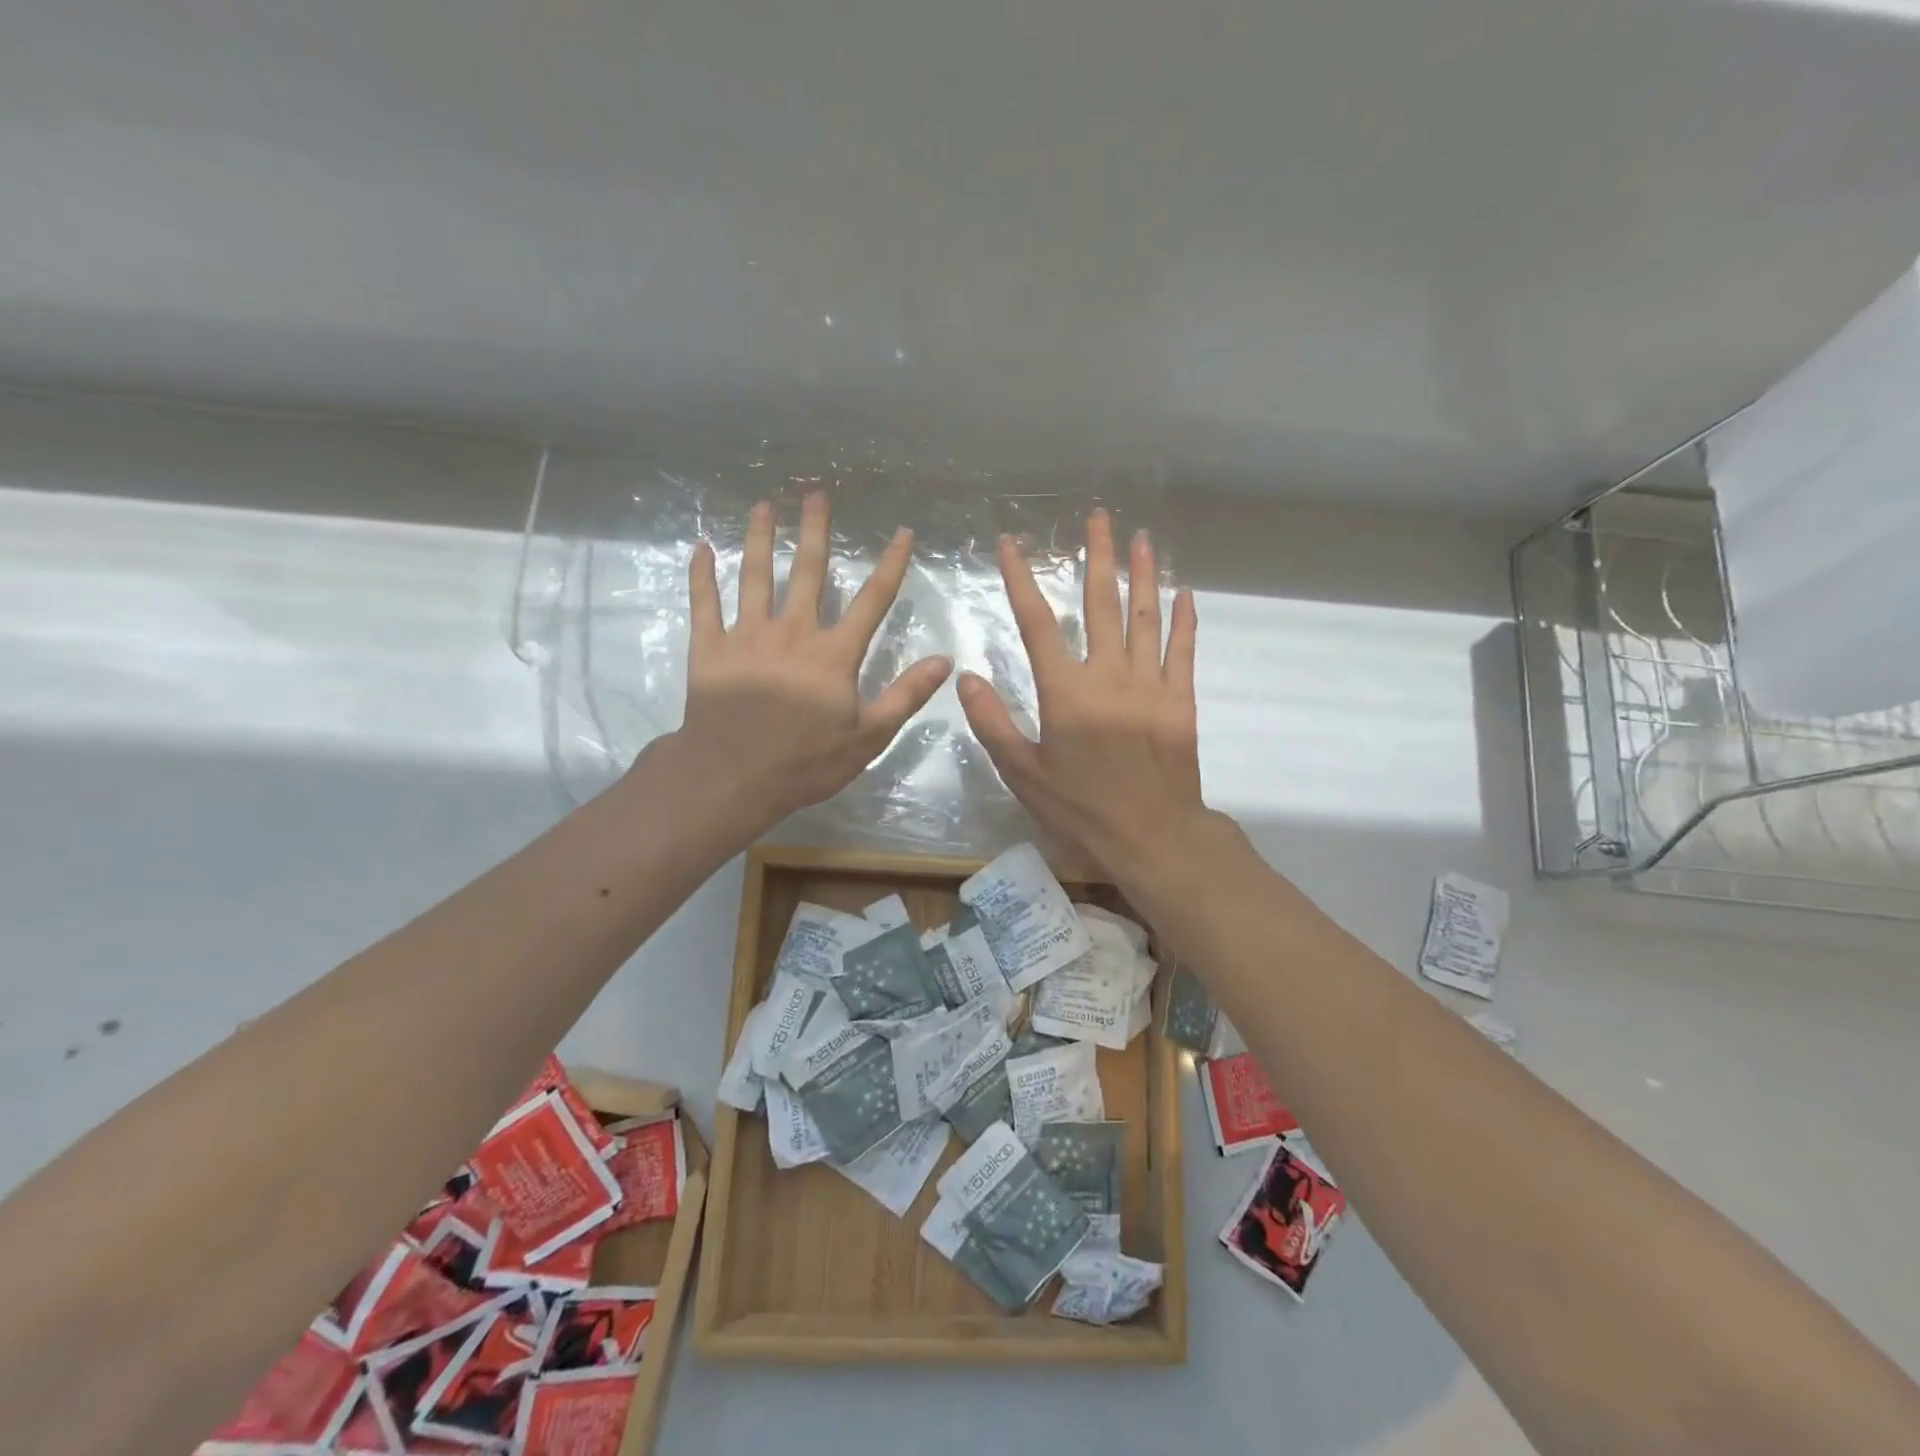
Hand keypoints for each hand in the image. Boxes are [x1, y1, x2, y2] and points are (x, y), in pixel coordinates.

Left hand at [660, 492, 951, 831]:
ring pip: (755, 576)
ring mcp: (747, 636)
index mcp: (833, 654)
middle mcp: (792, 632)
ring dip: (759, 538)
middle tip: (815, 493)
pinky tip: (701, 548)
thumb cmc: (805, 762)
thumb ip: (906, 695)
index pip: (872, 601)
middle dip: (814, 531)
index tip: (903, 532)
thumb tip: (944, 660)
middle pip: (806, 572)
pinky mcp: (710, 649)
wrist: (732, 777)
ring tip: (763, 505)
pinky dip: (702, 575)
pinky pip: (704, 604)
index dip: (891, 565)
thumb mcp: (868, 736)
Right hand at [959, 509, 1207, 887]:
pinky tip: (1184, 594)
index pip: (1037, 624)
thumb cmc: (1080, 809)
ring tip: (1141, 538)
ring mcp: (1150, 685)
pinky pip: (1182, 651)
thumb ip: (993, 723)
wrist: (1153, 837)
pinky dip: (1183, 621)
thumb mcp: (1023, 774)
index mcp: (1065, 693)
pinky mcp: (1180, 701)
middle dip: (1096, 557)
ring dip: (1142, 575)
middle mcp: (1108, 677)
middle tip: (1098, 517)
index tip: (1011, 544)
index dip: (1020, 580)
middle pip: (1100, 605)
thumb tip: (966, 676)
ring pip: (1145, 617)